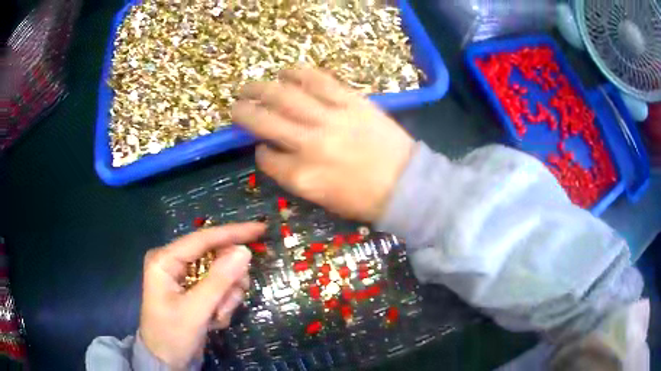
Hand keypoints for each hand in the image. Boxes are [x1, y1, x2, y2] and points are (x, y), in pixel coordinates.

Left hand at [139, 223, 264, 368]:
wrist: (167, 362)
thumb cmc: (173, 335)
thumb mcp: (196, 310)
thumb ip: (220, 280)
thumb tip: (244, 251)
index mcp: (165, 260)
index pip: (203, 239)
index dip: (233, 233)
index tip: (261, 229)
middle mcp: (174, 263)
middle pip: (215, 258)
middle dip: (227, 283)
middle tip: (230, 301)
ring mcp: (185, 278)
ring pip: (221, 275)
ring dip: (225, 298)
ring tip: (217, 317)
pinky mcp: (194, 292)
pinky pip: (219, 290)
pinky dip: (222, 306)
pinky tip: (213, 321)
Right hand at [232, 69, 414, 221]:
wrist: (407, 185)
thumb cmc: (364, 200)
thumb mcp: (321, 198)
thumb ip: (292, 175)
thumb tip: (274, 151)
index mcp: (301, 176)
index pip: (266, 157)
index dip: (259, 150)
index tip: (261, 145)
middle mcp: (309, 144)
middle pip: (264, 121)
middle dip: (244, 112)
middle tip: (236, 104)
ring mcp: (330, 119)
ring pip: (285, 95)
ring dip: (262, 88)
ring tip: (251, 85)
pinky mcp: (351, 101)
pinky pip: (318, 80)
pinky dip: (298, 73)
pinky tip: (286, 72)